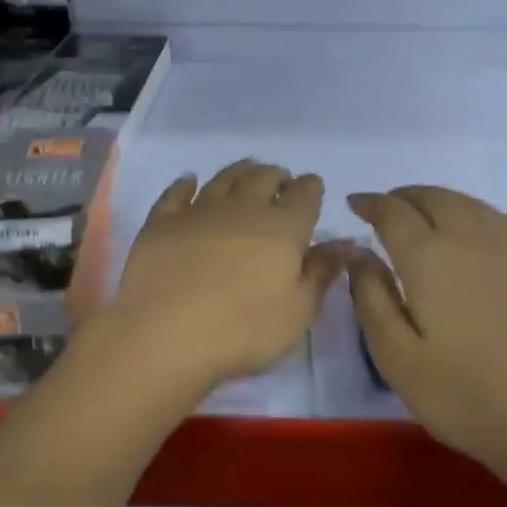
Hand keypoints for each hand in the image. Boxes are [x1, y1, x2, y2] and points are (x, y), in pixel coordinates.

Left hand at [102, 160, 350, 395]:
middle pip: (264, 178)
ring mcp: (198, 211)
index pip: (305, 195)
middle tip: (280, 181)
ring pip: (224, 179)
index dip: (311, 188)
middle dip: (277, 176)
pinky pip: (176, 193)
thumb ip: (322, 273)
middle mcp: (242, 208)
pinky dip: (186, 183)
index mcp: (283, 228)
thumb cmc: (243, 331)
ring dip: (240, 171)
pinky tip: (190, 180)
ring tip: (247, 170)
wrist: (164, 335)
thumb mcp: (298, 312)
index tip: (313, 189)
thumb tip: (346, 243)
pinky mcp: (161, 223)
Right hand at [347, 186, 506, 491]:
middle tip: (386, 208)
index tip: (354, 204)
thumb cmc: (459, 394)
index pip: (392, 212)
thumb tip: (358, 252)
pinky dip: (481, 216)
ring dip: (441, 200)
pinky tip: (478, 230)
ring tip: (425, 212)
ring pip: (471, 205)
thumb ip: (371, 295)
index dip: (370, 203)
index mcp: (429, 257)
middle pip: (434, 199)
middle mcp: (471, 239)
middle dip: (404, 197)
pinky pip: (505, 224)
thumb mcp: (395, 354)